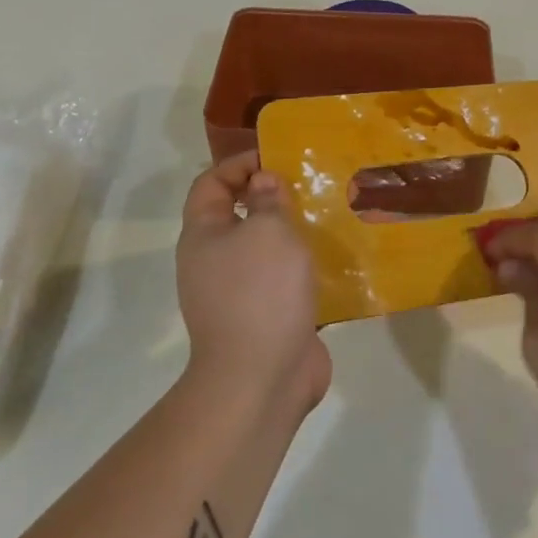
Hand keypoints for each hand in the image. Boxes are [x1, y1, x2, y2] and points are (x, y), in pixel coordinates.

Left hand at [177, 152, 331, 414]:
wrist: (260, 380)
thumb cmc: (260, 292)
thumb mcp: (268, 231)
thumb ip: (268, 199)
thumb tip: (263, 182)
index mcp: (204, 235)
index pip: (211, 183)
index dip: (239, 163)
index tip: (276, 157)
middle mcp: (213, 261)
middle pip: (237, 214)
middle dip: (270, 196)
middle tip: (308, 185)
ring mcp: (238, 293)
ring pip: (263, 249)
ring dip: (290, 232)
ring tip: (325, 217)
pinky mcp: (265, 318)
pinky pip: (282, 280)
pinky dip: (303, 267)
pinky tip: (333, 260)